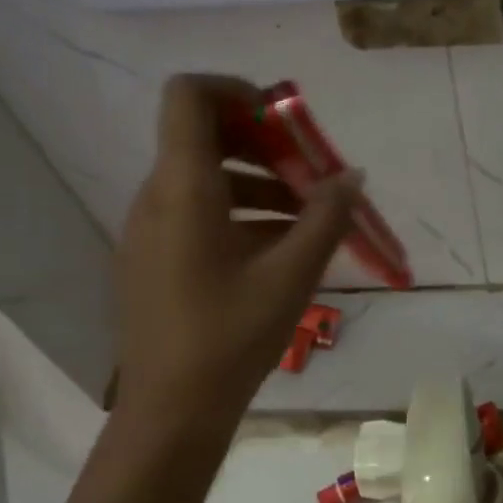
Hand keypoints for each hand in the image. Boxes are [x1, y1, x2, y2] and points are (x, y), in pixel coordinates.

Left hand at [112, 75, 359, 424]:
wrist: (171, 412)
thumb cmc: (231, 337)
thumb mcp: (292, 276)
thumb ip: (326, 218)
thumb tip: (352, 177)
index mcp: (183, 189)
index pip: (189, 96)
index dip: (236, 90)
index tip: (285, 122)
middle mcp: (156, 197)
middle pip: (203, 136)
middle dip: (263, 144)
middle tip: (310, 173)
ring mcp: (150, 230)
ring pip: (205, 179)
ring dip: (258, 183)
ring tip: (308, 219)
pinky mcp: (153, 258)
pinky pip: (196, 213)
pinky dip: (238, 214)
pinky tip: (279, 251)